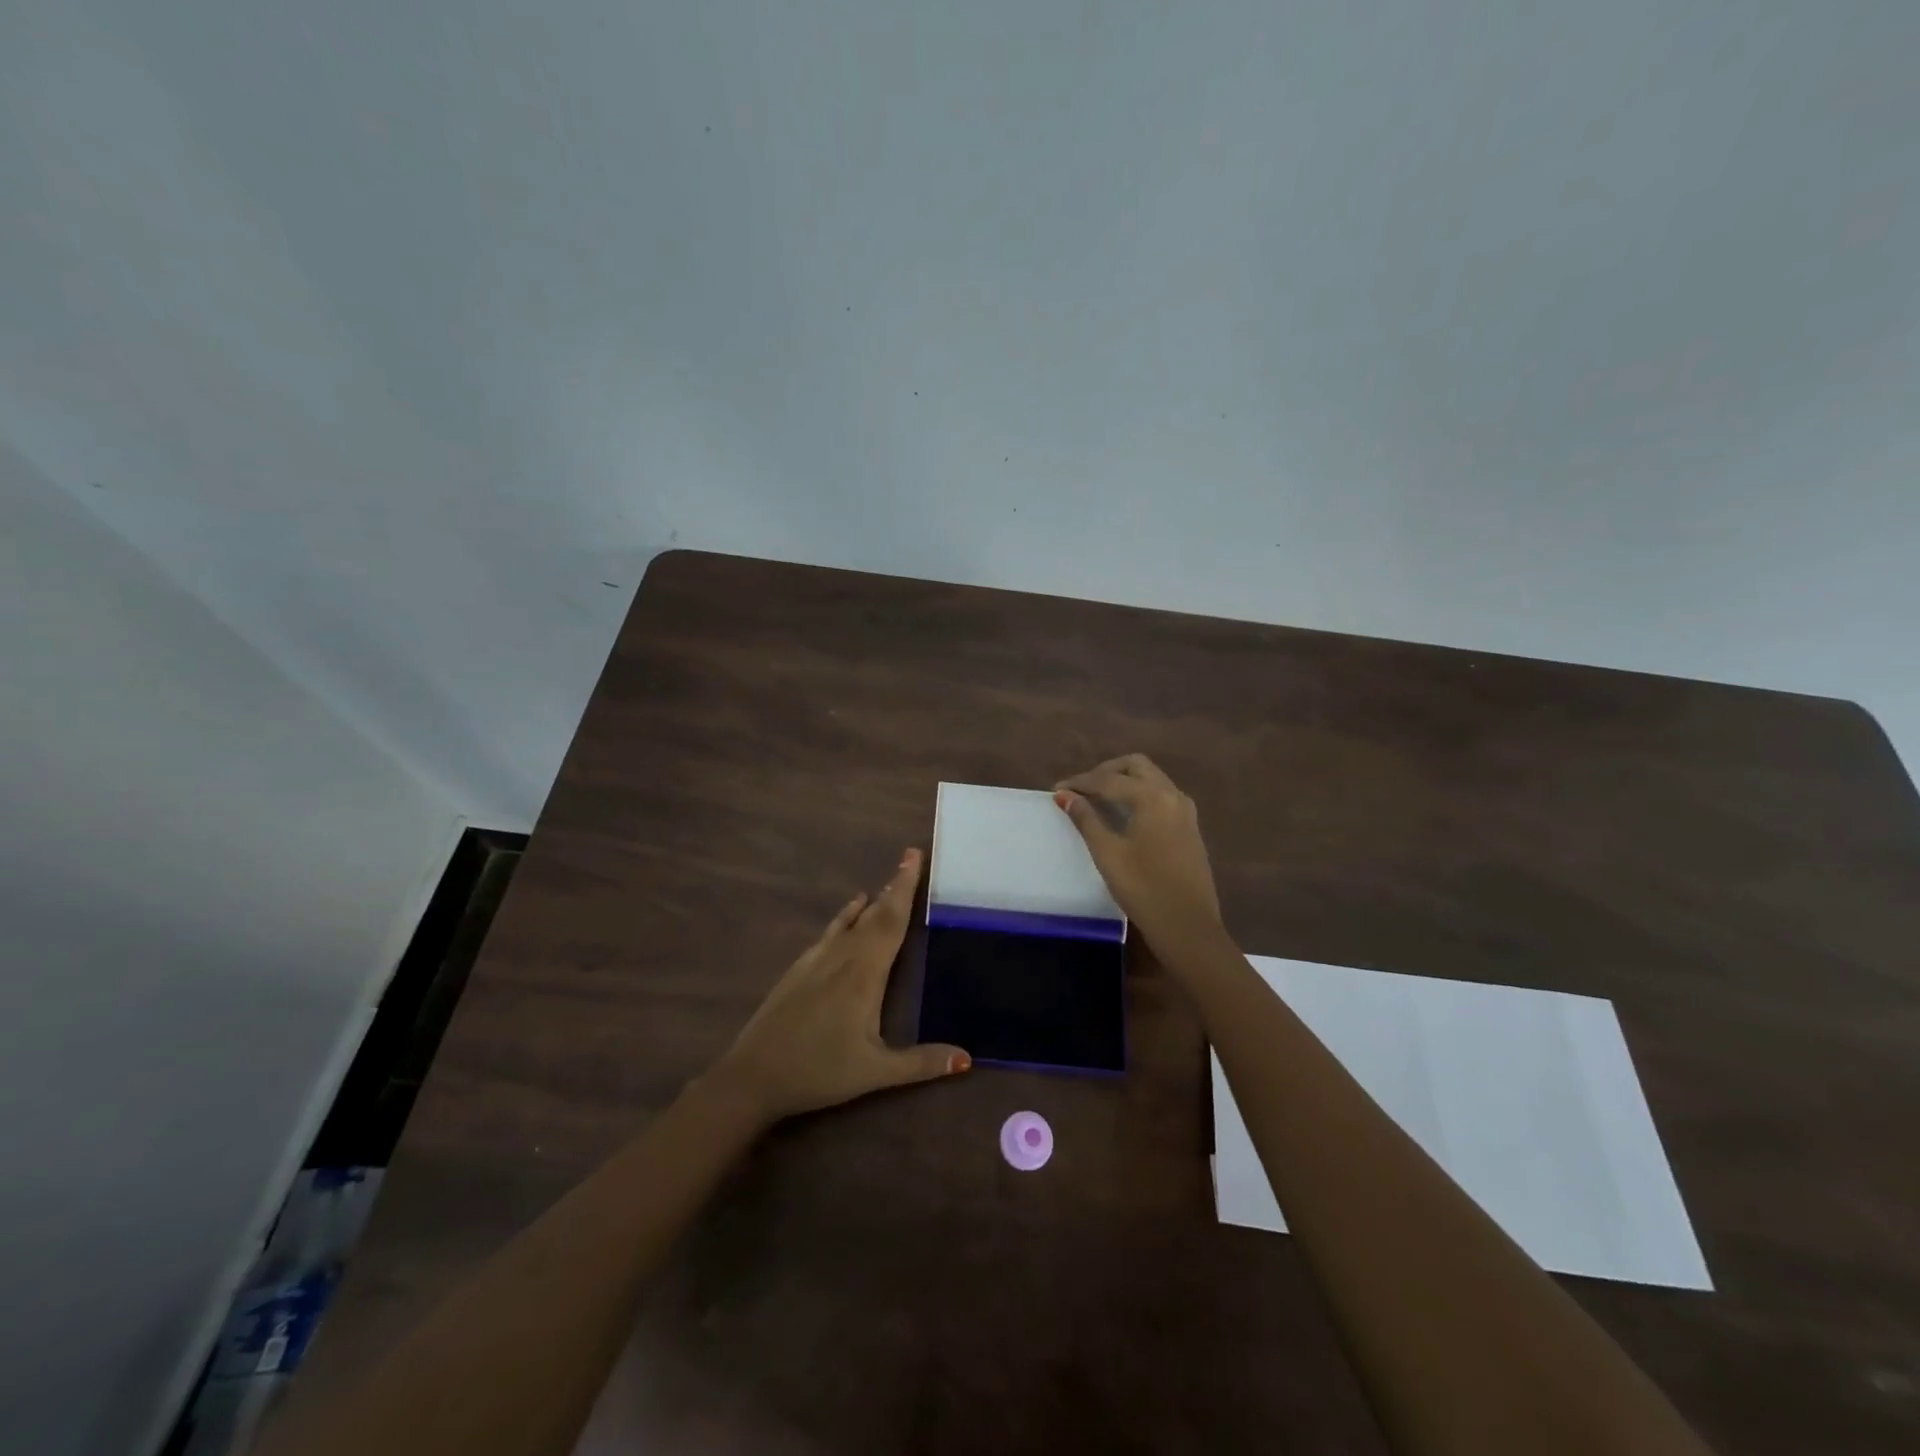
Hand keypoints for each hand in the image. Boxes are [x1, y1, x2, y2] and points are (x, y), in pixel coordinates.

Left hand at [705, 848, 969, 1125]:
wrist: (753, 1076)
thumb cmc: (819, 1071)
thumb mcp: (875, 1072)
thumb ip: (921, 1063)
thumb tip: (967, 1059)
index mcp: (865, 973)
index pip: (891, 921)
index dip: (905, 888)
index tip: (914, 855)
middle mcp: (842, 956)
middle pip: (874, 913)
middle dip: (894, 886)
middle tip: (910, 859)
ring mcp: (816, 960)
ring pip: (850, 920)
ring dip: (872, 901)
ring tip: (887, 885)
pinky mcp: (799, 970)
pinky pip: (830, 932)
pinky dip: (844, 916)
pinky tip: (847, 915)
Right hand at [1054, 755, 1221, 944]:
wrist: (1188, 926)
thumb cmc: (1143, 889)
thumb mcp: (1108, 853)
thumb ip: (1086, 819)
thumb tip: (1065, 795)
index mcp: (1153, 797)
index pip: (1109, 779)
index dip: (1080, 782)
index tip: (1057, 789)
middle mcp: (1172, 795)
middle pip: (1136, 766)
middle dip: (1106, 771)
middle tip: (1081, 788)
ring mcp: (1185, 811)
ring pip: (1152, 779)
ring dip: (1124, 780)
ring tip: (1099, 798)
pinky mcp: (1189, 828)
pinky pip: (1162, 796)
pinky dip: (1139, 794)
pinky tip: (1124, 814)